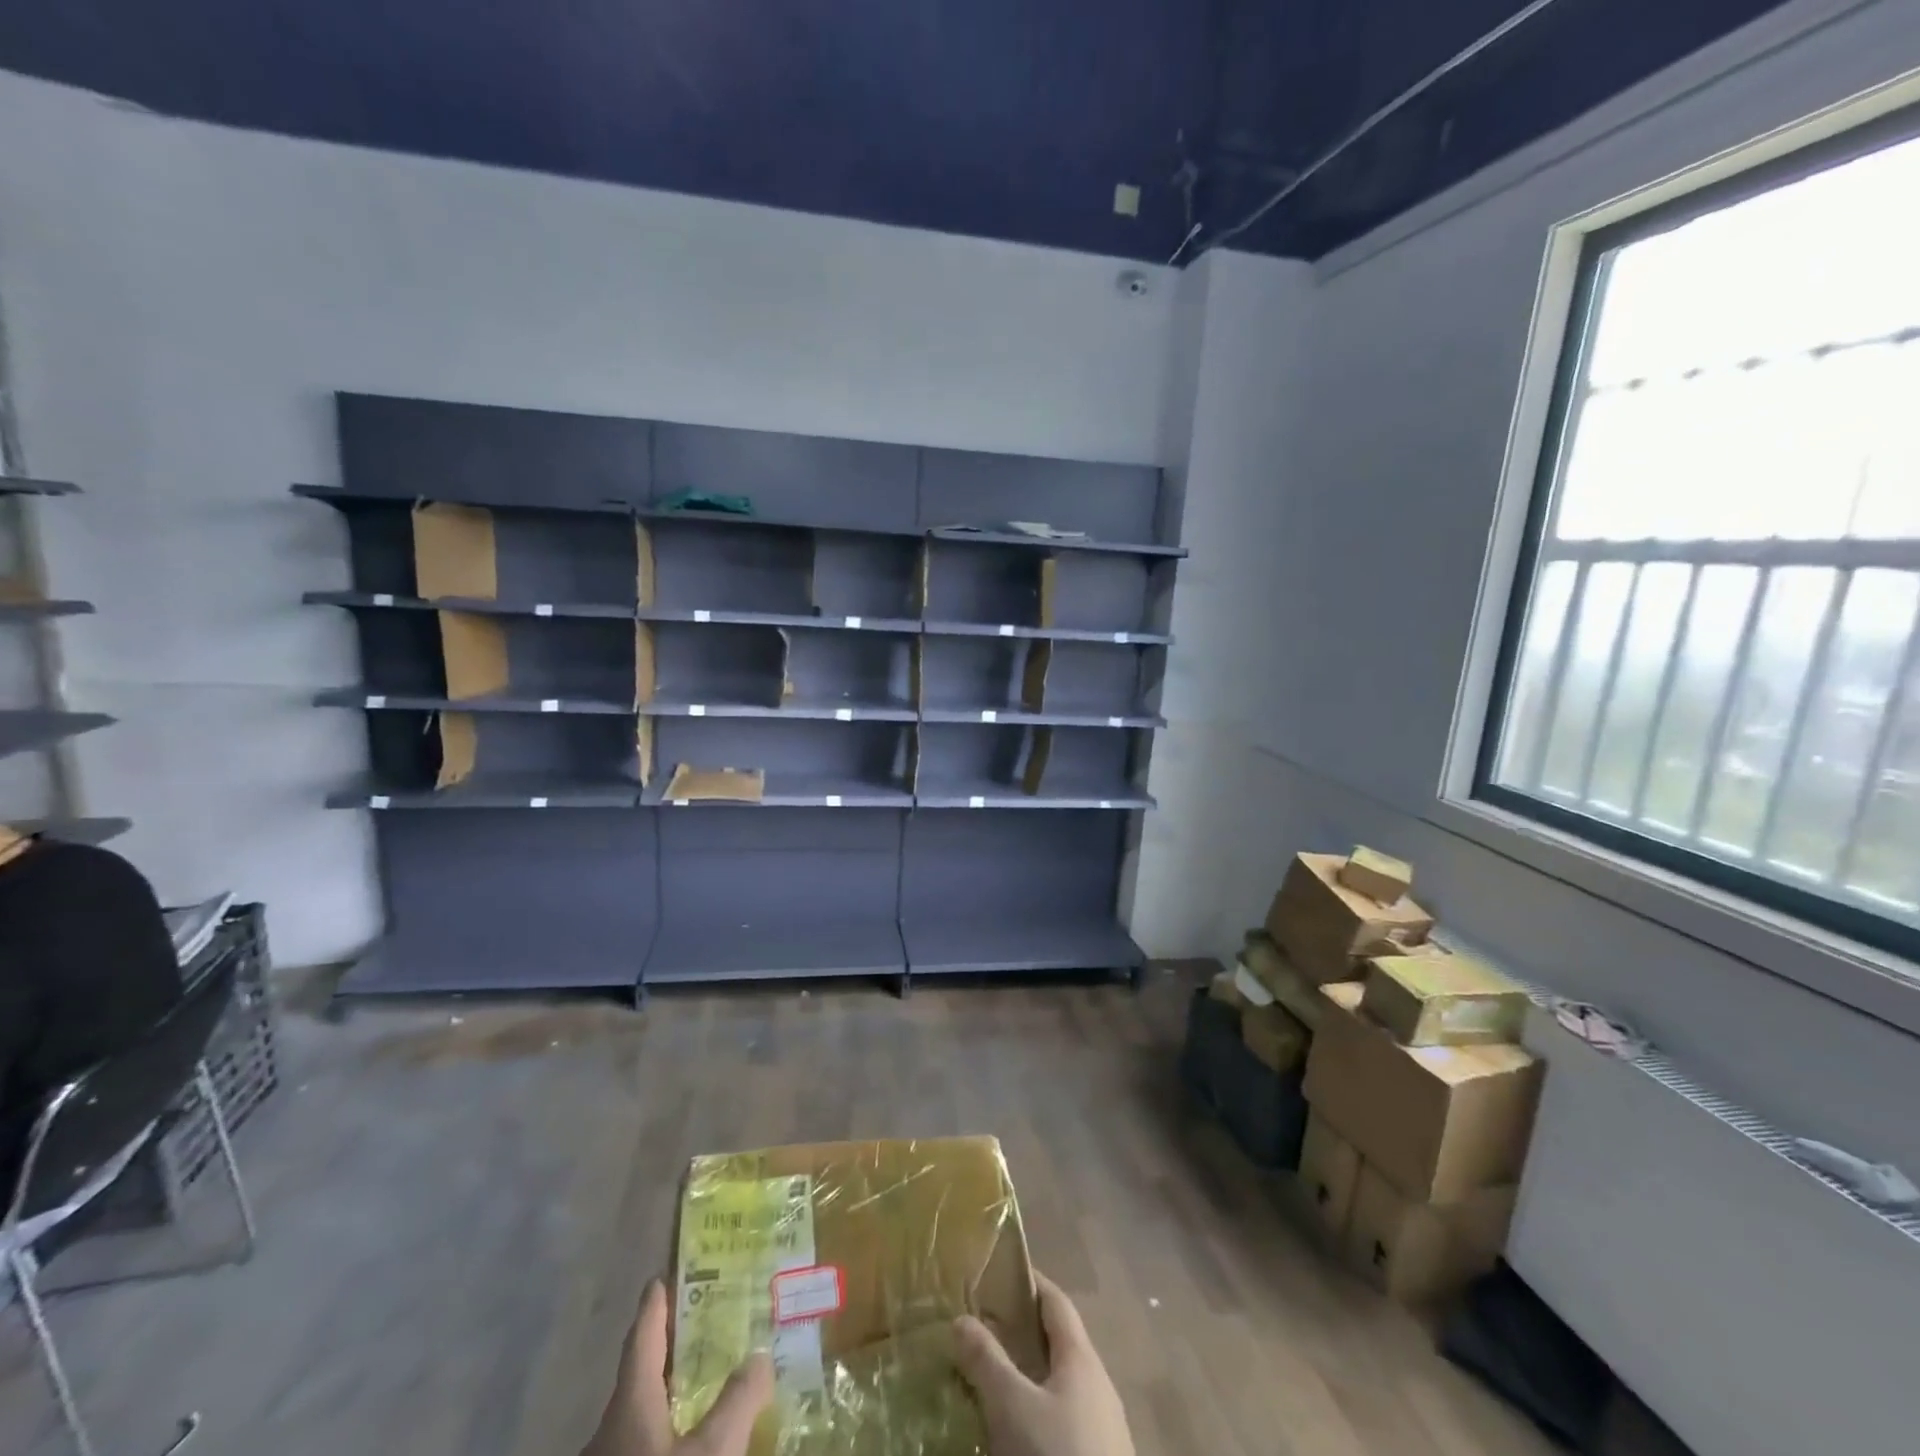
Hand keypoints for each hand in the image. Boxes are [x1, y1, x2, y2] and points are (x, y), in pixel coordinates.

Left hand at [582, 1279, 773, 1455]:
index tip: (660, 1276)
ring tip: (699, 1386)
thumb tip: (760, 1355)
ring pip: (636, 1421)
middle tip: (699, 1327)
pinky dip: (661, 1436)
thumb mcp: (712, 1454)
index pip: (642, 1338)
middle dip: (666, 1353)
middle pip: (637, 1379)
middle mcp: (608, 1433)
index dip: (654, 1306)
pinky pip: (637, 1449)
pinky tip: (685, 1442)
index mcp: (629, 1406)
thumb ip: (739, 1401)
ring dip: (664, 1398)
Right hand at [952, 1273, 1133, 1455]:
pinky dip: (1036, 1410)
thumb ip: (986, 1360)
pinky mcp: (1095, 1454)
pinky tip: (1013, 1429)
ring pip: (1058, 1383)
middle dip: (1020, 1333)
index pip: (1055, 1300)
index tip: (997, 1274)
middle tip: (981, 1329)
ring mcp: (1101, 1424)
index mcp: (1081, 1356)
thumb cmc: (1057, 1454)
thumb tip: (961, 1318)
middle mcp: (1096, 1382)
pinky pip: (1062, 1417)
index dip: (1028, 1282)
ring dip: (1027, 1375)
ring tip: (990, 1379)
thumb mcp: (1012, 1407)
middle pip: (1056, 1342)